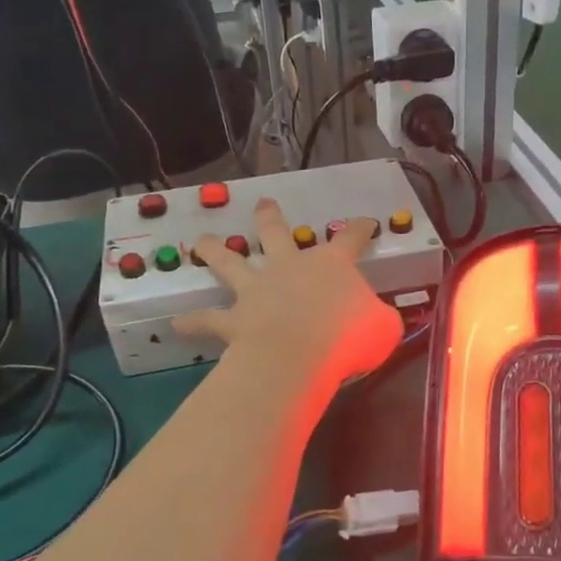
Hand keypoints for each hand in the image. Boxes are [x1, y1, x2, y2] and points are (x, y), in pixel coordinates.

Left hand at [175, 197, 402, 400]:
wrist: (301, 355)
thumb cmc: (349, 338)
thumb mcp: (382, 328)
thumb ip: (380, 318)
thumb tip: (379, 319)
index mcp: (332, 265)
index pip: (351, 238)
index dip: (360, 228)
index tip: (366, 222)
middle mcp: (290, 267)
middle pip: (276, 233)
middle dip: (270, 217)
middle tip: (263, 204)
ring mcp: (258, 290)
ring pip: (230, 263)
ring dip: (214, 251)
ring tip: (201, 241)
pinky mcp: (236, 319)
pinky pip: (209, 320)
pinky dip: (193, 323)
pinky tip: (177, 324)